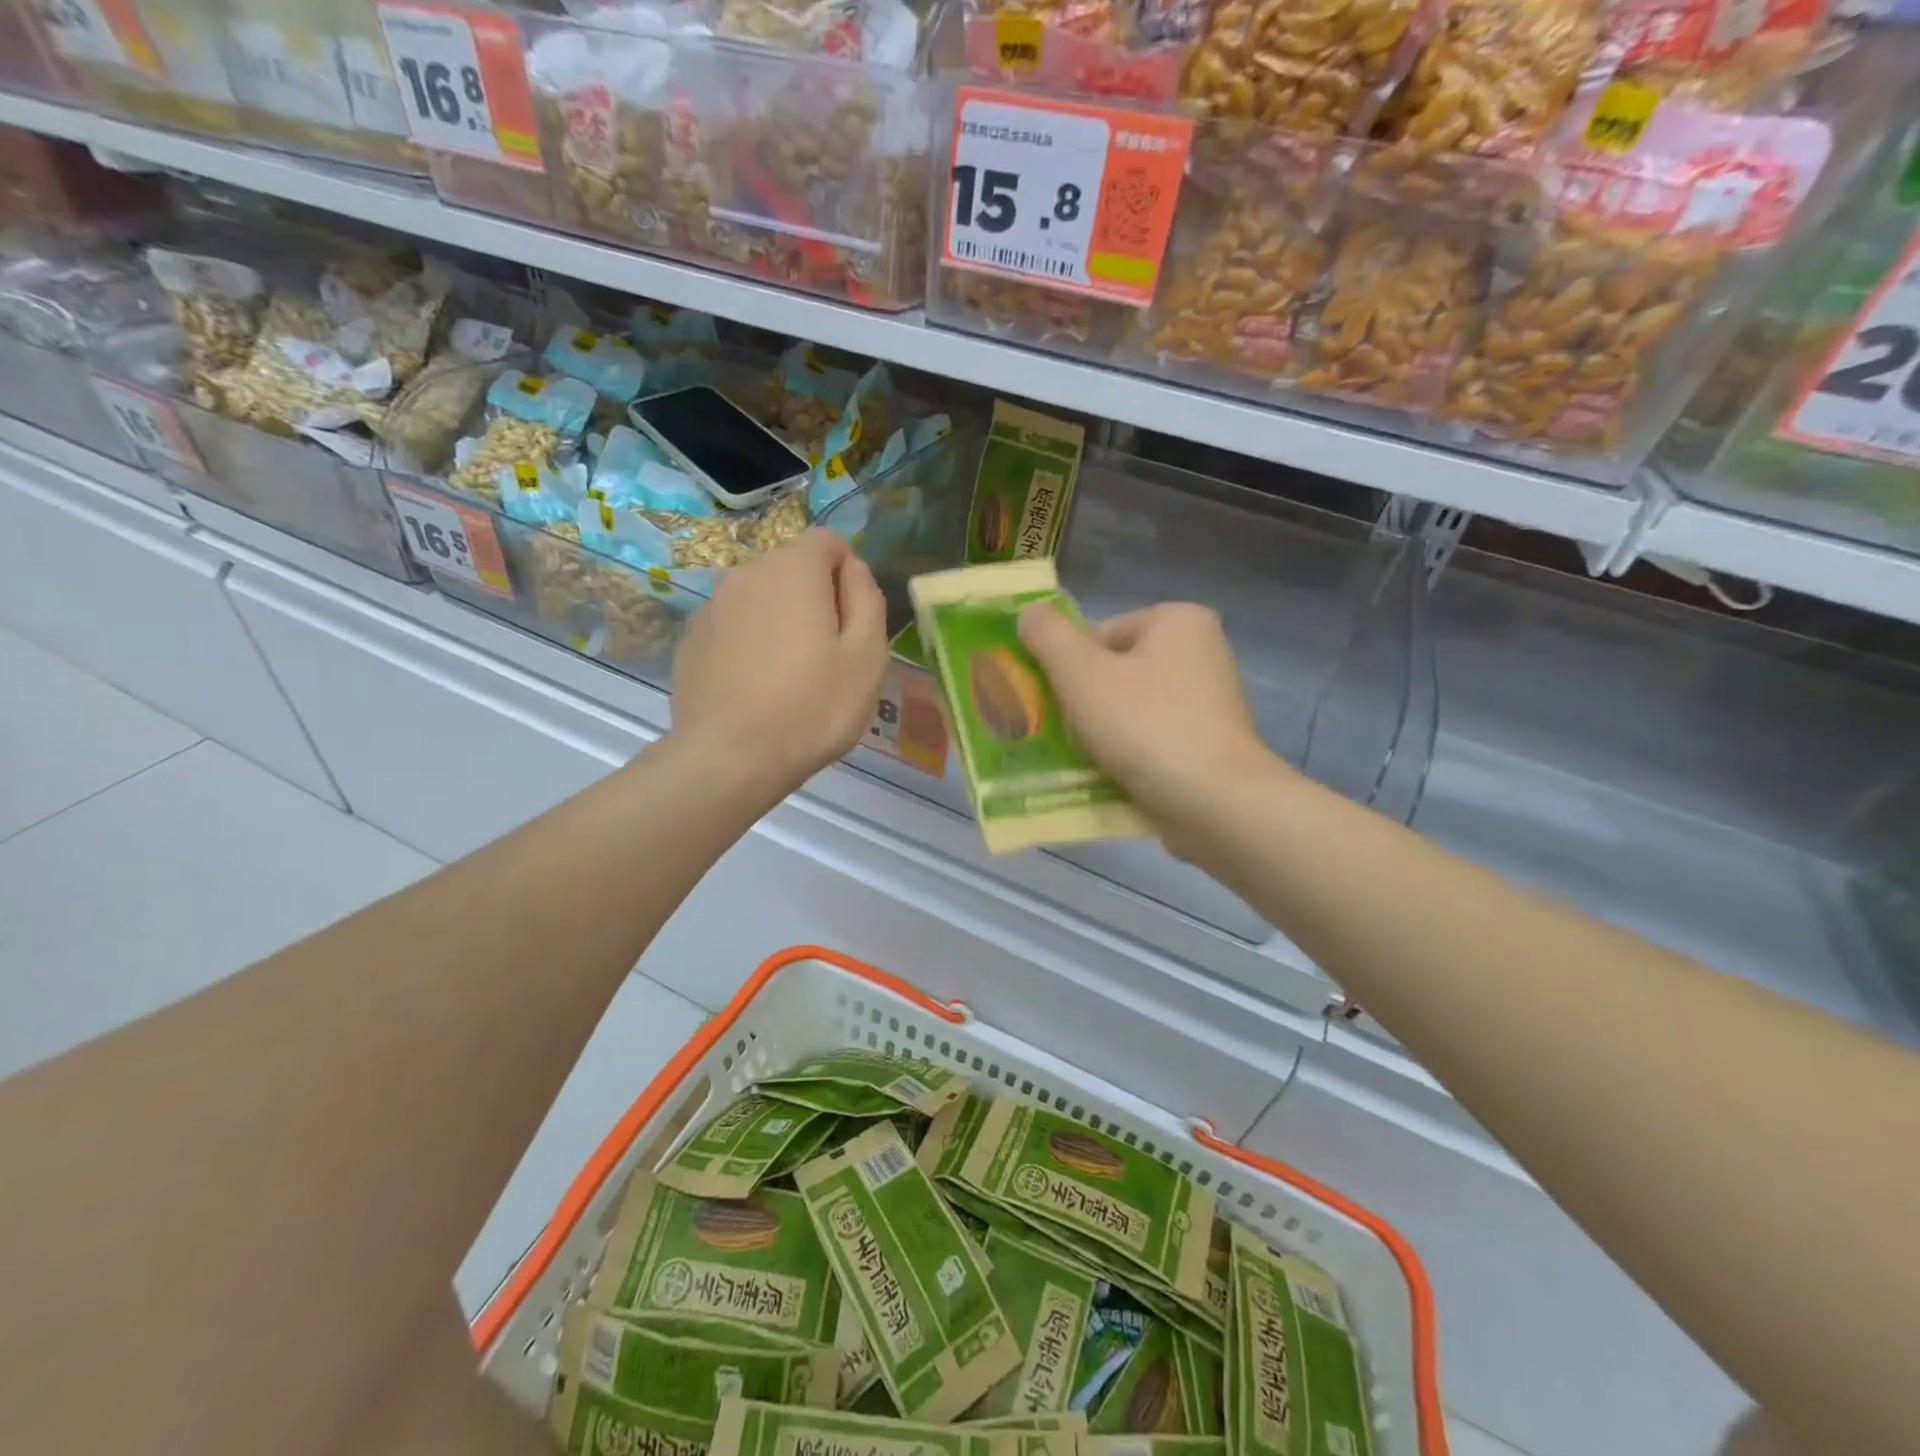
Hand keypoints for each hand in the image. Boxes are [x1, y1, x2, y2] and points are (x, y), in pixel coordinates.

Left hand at [671, 529, 888, 796]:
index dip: (848, 573)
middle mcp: (746, 573)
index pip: (828, 541)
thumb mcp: (867, 655)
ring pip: (760, 598)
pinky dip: (749, 643)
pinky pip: (733, 627)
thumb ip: (867, 598)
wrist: (730, 758)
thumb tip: (852, 568)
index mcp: (793, 568)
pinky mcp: (691, 640)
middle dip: (814, 598)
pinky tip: (755, 688)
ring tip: (789, 676)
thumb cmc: (812, 706)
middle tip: (827, 655)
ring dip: (780, 621)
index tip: (853, 619)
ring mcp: (712, 606)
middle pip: (792, 569)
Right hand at [1019, 601, 1279, 834]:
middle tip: (1071, 733)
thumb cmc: (1144, 724)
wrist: (1214, 801)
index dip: (1071, 668)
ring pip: (1133, 707)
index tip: (1064, 703)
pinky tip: (1117, 775)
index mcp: (1179, 620)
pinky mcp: (1212, 742)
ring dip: (1105, 731)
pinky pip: (1155, 738)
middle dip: (1087, 702)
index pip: (1101, 634)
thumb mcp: (1080, 673)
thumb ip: (1048, 636)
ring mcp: (1211, 700)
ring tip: (1091, 758)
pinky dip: (1132, 752)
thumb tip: (1030, 612)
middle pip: (1116, 670)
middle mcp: (1203, 651)